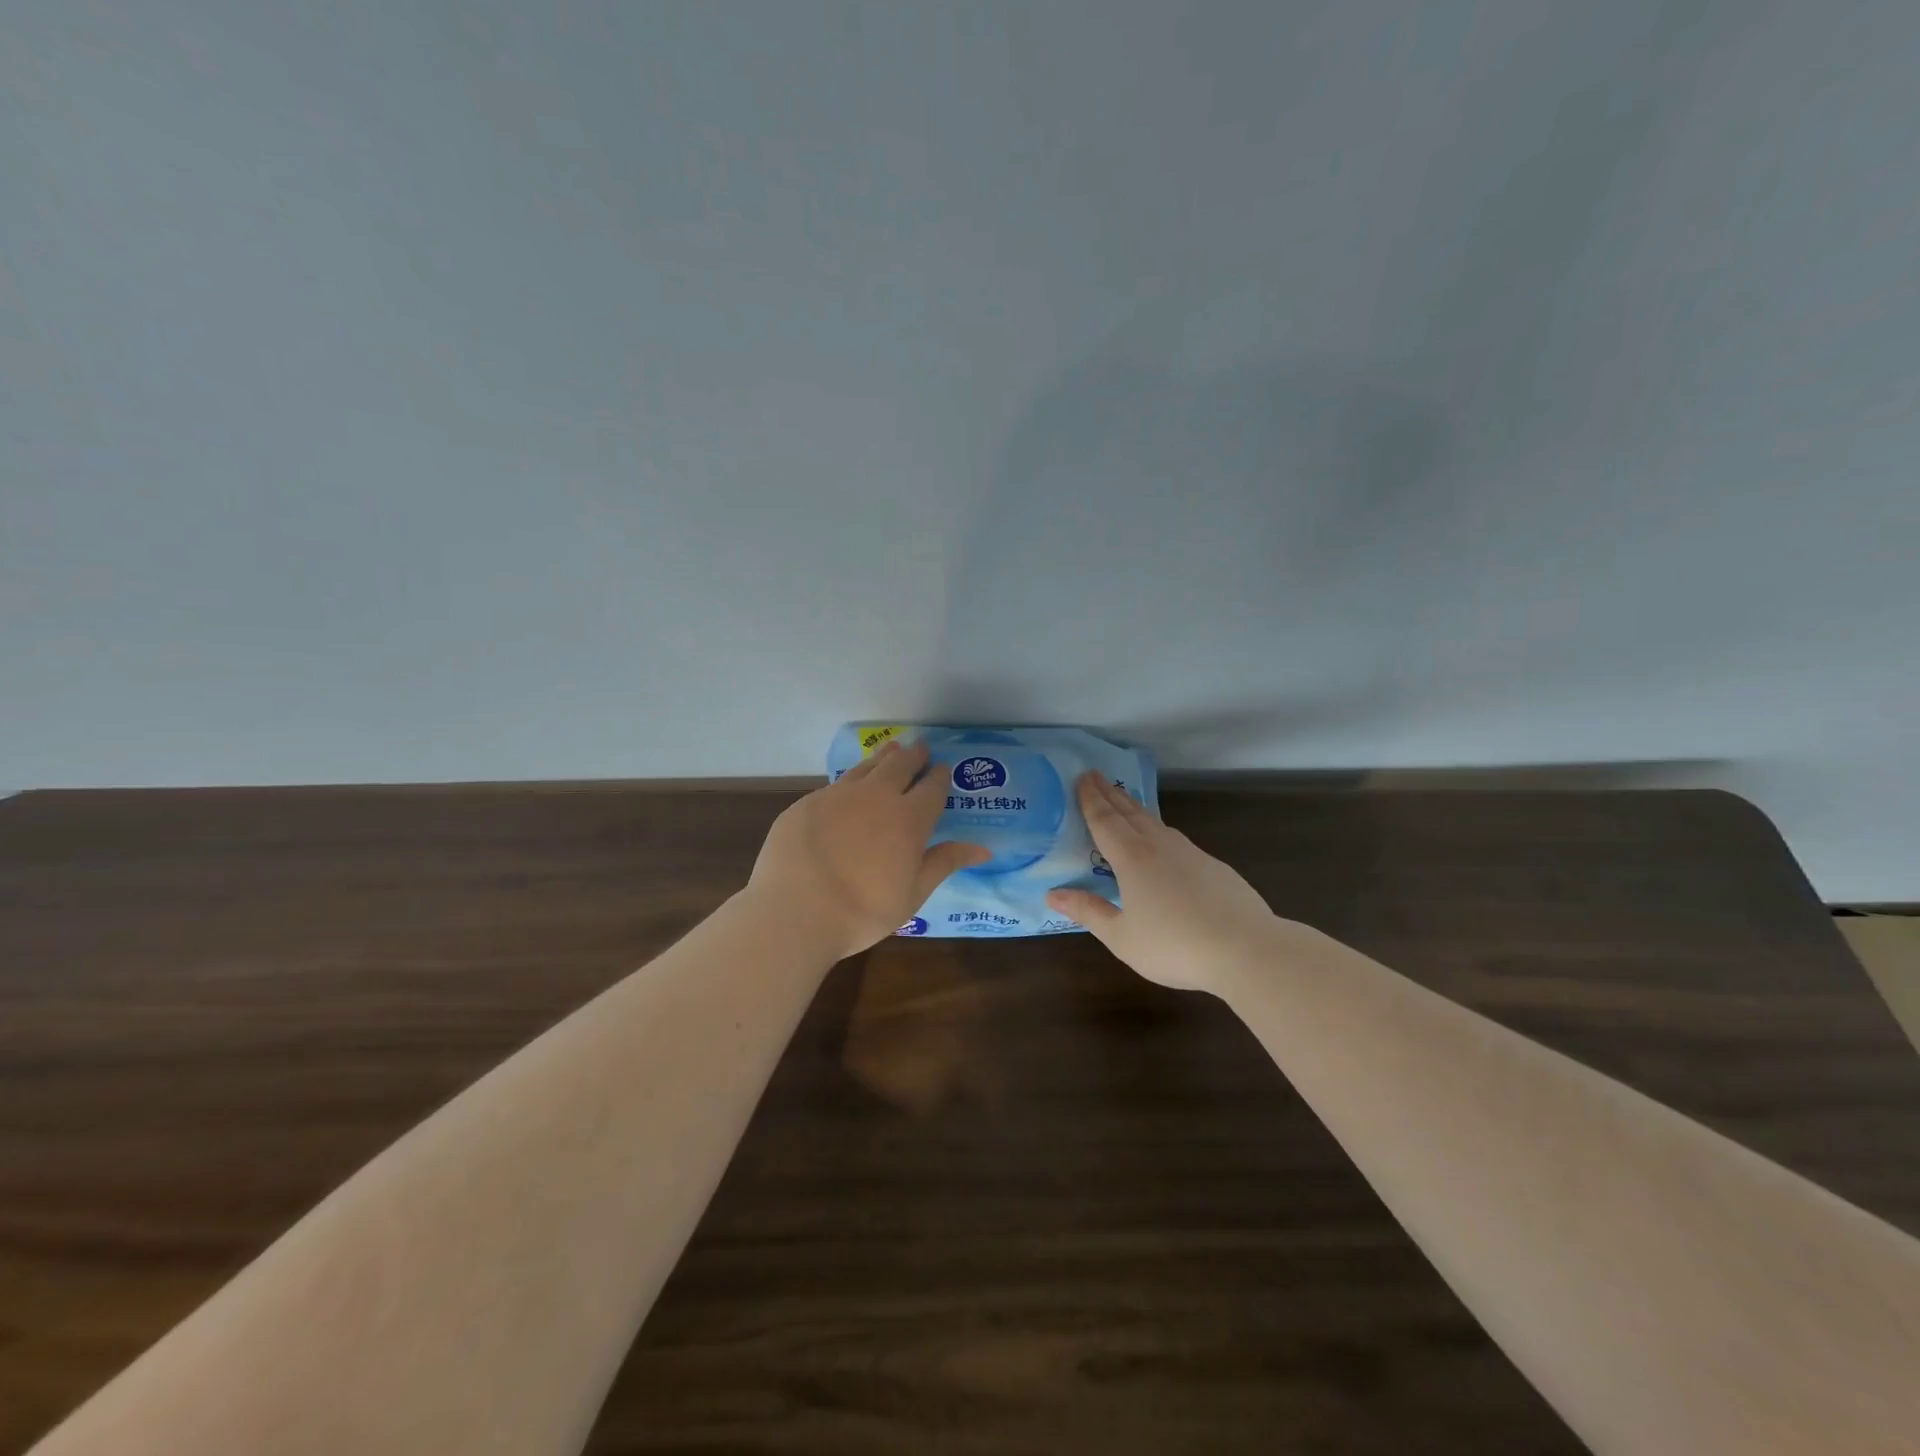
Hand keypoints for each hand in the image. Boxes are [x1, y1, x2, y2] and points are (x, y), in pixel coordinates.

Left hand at [748, 739, 989, 959]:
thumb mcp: (913, 893)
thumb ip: (945, 863)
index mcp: (909, 819)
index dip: (940, 776)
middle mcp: (876, 796)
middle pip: (900, 765)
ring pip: (867, 766)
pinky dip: (851, 781)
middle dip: (914, 756)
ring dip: (884, 758)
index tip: (943, 769)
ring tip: (892, 751)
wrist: (795, 912)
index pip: (932, 788)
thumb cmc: (863, 911)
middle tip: (920, 749)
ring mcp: (838, 795)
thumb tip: (984, 848)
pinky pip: (837, 785)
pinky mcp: (807, 803)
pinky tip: (849, 788)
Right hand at [1047, 773, 1278, 991]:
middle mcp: (1159, 846)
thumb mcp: (1122, 937)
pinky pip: (1174, 838)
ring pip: (1154, 821)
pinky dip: (1157, 828)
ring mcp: (1190, 853)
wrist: (1247, 949)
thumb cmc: (1175, 946)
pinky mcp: (1212, 866)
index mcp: (1132, 859)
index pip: (1105, 820)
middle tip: (1095, 776)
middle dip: (1110, 793)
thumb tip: (1052, 893)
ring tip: (1123, 800)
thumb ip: (1089, 912)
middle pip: (1129, 812)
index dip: (1090, 799)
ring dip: (1134, 807)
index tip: (1081, 777)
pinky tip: (1161, 839)